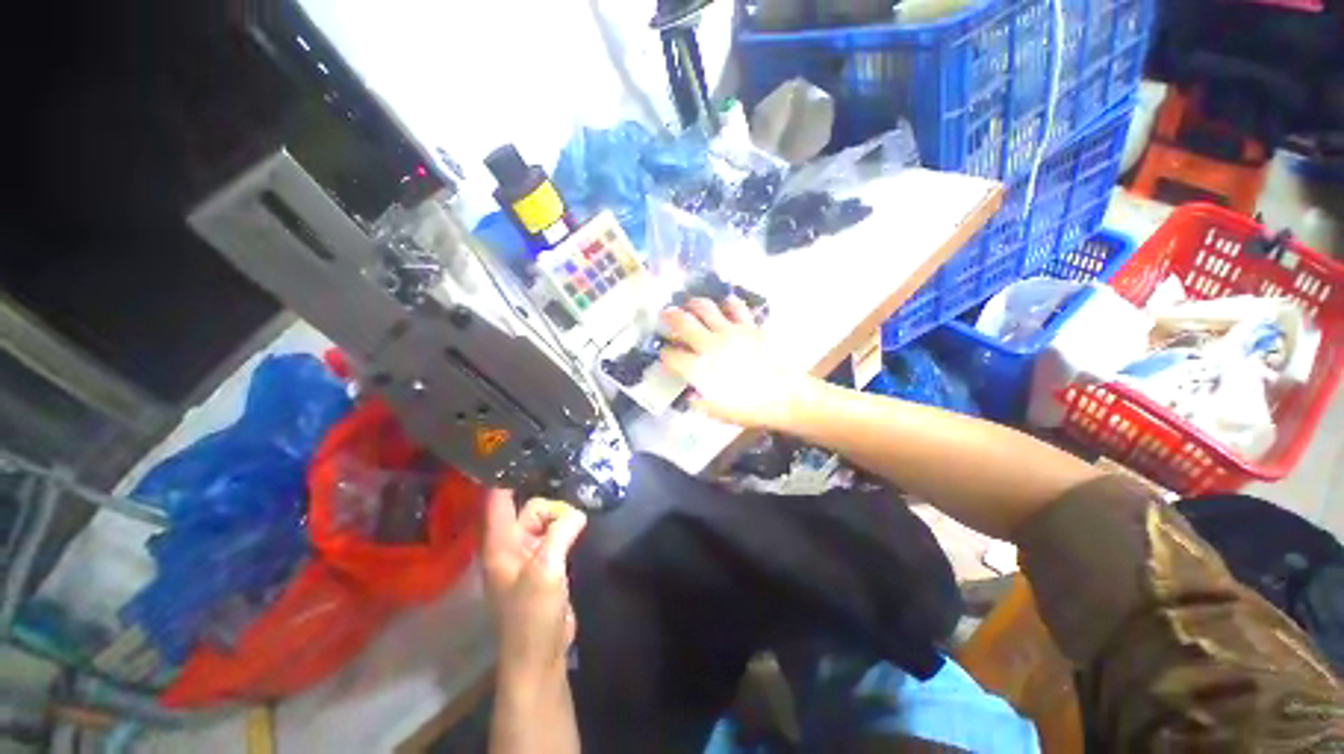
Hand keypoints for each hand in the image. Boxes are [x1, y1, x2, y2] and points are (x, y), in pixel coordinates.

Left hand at [482, 490, 587, 681]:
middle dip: (552, 508)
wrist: (539, 652)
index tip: (524, 454)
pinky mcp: (543, 563)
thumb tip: (577, 513)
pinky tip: (578, 528)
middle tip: (573, 518)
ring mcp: (527, 554)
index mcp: (499, 544)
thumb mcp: (546, 569)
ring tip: (578, 525)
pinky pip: (553, 535)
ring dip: (561, 518)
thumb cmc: (533, 613)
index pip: (497, 501)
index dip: (506, 478)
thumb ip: (561, 533)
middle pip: (531, 508)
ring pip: (545, 521)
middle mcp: (510, 544)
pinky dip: (565, 529)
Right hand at [660, 297, 812, 429]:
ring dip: (693, 304)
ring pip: (705, 308)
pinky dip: (727, 303)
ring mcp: (731, 332)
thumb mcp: (719, 413)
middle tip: (664, 315)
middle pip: (682, 323)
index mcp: (700, 369)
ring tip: (690, 304)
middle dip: (669, 317)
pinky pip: (735, 307)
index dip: (665, 354)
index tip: (665, 354)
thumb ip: (700, 402)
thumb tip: (690, 395)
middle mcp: (710, 345)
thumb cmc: (750, 409)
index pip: (672, 356)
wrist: (786, 397)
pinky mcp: (750, 326)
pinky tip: (724, 306)